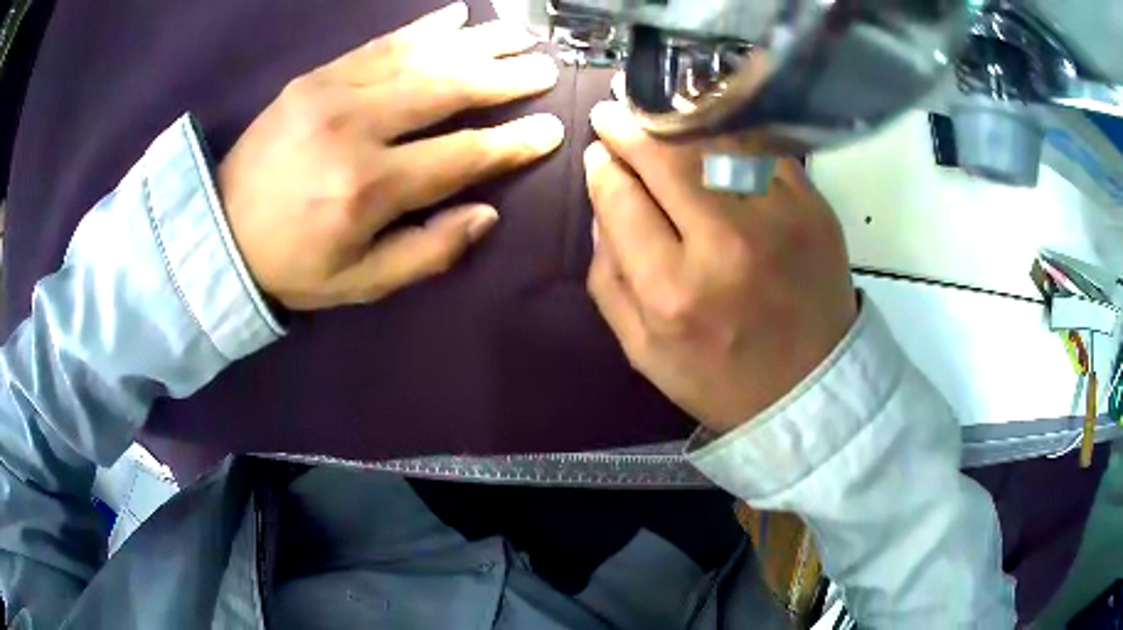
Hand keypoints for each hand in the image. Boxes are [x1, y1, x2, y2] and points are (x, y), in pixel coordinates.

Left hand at [219, 2, 563, 309]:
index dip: (512, 142)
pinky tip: (458, 16)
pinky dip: (423, 27)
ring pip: (420, 57)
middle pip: (447, 89)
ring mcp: (332, 93)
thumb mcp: (360, 282)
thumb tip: (486, 213)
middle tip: (545, 67)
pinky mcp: (315, 77)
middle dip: (504, 78)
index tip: (550, 128)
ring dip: (477, 43)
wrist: (219, 231)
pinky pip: (380, 44)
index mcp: (369, 188)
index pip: (462, 155)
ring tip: (519, 34)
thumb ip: (428, 252)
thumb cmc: (292, 264)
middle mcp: (356, 128)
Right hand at [584, 102, 857, 433]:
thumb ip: (607, 276)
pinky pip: (761, 149)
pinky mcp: (813, 206)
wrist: (811, 388)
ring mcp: (779, 217)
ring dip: (675, 120)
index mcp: (673, 290)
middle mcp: (726, 243)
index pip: (620, 198)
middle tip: (613, 113)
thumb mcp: (642, 349)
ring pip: (714, 140)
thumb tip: (601, 202)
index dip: (602, 166)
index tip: (598, 153)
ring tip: (654, 112)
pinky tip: (710, 131)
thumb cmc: (720, 377)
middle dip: (629, 128)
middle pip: (665, 156)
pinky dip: (729, 132)